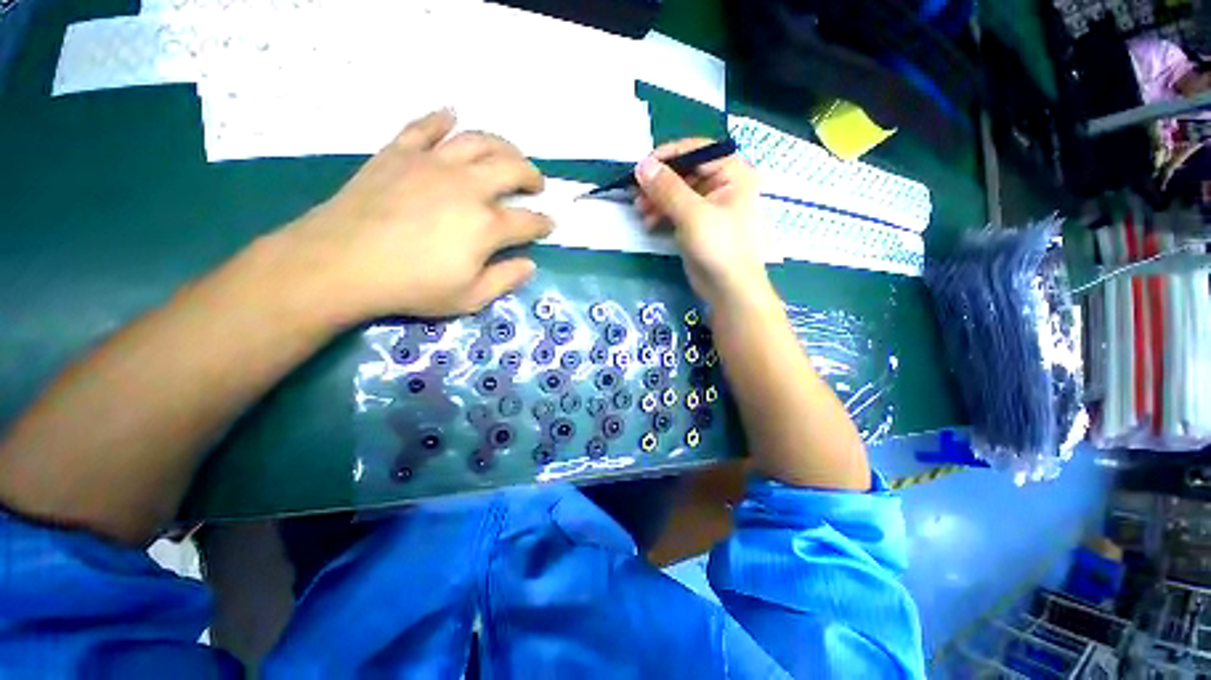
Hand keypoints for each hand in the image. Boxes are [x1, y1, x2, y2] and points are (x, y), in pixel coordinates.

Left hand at [284, 109, 552, 323]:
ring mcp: (433, 164)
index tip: (548, 225)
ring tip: (509, 154)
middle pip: (512, 168)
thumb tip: (530, 264)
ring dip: (502, 145)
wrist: (342, 263)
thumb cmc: (412, 286)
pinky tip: (451, 117)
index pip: (528, 221)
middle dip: (532, 176)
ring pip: (478, 140)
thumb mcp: (470, 298)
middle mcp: (468, 186)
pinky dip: (440, 120)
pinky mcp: (400, 153)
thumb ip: (506, 279)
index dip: (543, 223)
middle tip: (536, 184)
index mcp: (487, 225)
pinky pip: (424, 127)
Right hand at [632, 139, 770, 306]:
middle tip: (635, 195)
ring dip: (656, 200)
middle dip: (658, 184)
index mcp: (732, 172)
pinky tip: (649, 224)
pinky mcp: (698, 224)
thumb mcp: (693, 214)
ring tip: (640, 212)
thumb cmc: (719, 247)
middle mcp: (722, 183)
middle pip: (684, 172)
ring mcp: (709, 205)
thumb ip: (667, 188)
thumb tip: (642, 165)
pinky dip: (661, 215)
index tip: (640, 169)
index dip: (666, 157)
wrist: (729, 289)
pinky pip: (676, 211)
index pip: (695, 151)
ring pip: (677, 193)